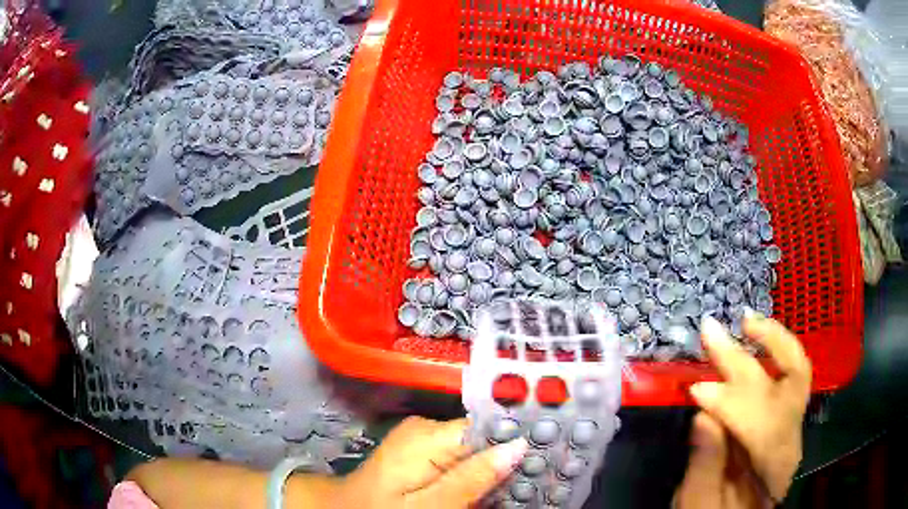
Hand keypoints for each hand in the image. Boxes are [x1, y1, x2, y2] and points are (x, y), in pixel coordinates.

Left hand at [335, 416, 527, 507]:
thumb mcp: (429, 505)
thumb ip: (471, 478)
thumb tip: (518, 446)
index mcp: (429, 434)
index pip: (489, 427)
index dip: (517, 442)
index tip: (546, 456)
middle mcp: (427, 427)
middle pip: (483, 437)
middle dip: (507, 458)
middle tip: (535, 477)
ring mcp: (423, 438)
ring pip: (474, 448)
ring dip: (493, 467)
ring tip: (518, 482)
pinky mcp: (421, 451)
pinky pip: (459, 456)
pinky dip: (475, 471)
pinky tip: (488, 485)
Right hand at [675, 312, 811, 507]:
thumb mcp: (700, 504)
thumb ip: (706, 465)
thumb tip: (703, 416)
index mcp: (772, 471)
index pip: (761, 426)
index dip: (729, 404)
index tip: (695, 389)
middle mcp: (792, 441)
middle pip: (783, 390)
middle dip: (745, 360)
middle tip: (712, 331)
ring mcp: (793, 427)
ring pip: (796, 374)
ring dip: (773, 342)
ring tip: (747, 320)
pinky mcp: (787, 420)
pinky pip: (789, 377)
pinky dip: (775, 353)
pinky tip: (758, 339)